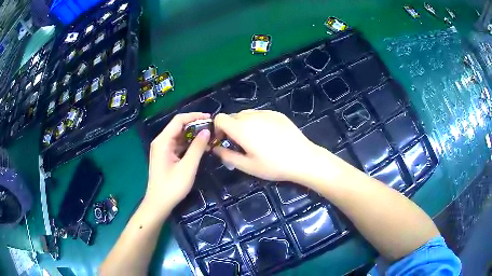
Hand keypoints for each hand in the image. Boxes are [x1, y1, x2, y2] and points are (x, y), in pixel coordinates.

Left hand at [146, 113, 210, 209]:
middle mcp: (161, 141)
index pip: (179, 120)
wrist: (159, 203)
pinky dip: (188, 144)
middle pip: (178, 126)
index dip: (195, 116)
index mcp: (163, 141)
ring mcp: (162, 149)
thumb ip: (197, 147)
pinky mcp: (165, 156)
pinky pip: (177, 144)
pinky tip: (199, 147)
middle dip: (195, 125)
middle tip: (212, 129)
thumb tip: (207, 131)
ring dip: (193, 135)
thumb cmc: (172, 186)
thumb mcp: (188, 167)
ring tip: (209, 137)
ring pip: (179, 136)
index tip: (210, 118)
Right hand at [213, 110, 319, 182]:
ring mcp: (266, 112)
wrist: (303, 158)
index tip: (222, 141)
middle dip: (230, 128)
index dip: (217, 128)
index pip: (220, 118)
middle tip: (238, 144)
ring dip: (243, 124)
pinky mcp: (277, 114)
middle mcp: (251, 116)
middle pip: (232, 116)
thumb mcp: (247, 166)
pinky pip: (260, 114)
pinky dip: (257, 122)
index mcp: (241, 128)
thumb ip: (227, 156)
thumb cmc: (273, 166)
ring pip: (246, 114)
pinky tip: (268, 136)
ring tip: (254, 140)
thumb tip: (215, 149)